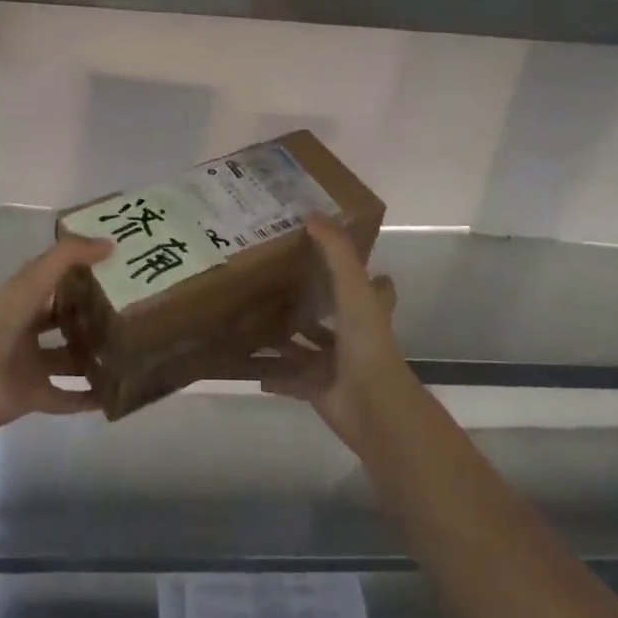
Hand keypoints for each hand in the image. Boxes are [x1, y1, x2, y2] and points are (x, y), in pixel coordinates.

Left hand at [0, 233, 112, 432]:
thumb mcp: (32, 281)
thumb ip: (67, 257)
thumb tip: (110, 244)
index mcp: (23, 299)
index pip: (57, 283)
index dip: (83, 275)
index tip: (118, 270)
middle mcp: (26, 330)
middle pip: (64, 321)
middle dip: (92, 317)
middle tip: (131, 313)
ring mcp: (30, 365)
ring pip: (69, 359)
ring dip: (93, 357)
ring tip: (130, 351)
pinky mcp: (33, 396)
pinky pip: (66, 397)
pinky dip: (87, 399)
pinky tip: (114, 395)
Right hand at [255, 215, 409, 451]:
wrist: (371, 404)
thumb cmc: (366, 341)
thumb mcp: (353, 287)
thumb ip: (336, 251)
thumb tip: (312, 213)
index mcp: (365, 309)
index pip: (368, 283)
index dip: (353, 268)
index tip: (326, 251)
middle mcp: (352, 335)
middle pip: (328, 314)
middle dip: (306, 301)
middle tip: (271, 280)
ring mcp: (334, 364)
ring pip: (304, 346)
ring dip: (283, 337)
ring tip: (249, 317)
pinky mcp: (317, 389)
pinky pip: (288, 379)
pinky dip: (271, 373)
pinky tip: (247, 362)